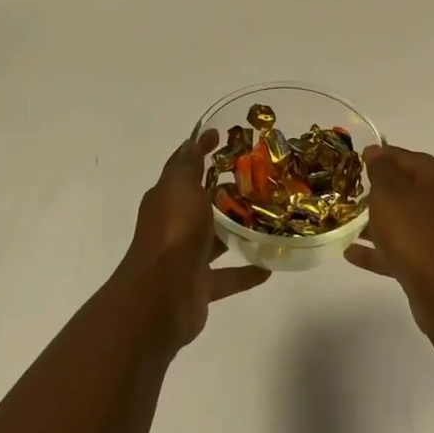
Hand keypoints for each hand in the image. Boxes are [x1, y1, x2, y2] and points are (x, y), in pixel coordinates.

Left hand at [116, 130, 270, 346]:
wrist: (162, 297)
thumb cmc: (174, 232)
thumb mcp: (180, 186)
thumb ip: (190, 162)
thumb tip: (198, 135)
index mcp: (167, 198)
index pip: (184, 166)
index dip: (201, 150)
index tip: (226, 137)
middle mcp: (175, 225)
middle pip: (202, 203)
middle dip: (226, 192)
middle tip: (262, 179)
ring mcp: (187, 256)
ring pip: (216, 238)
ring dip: (238, 230)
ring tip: (271, 218)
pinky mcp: (201, 285)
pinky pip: (228, 276)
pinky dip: (247, 271)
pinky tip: (270, 265)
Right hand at [346, 145, 433, 326]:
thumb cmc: (415, 232)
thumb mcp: (389, 192)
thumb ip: (381, 169)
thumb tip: (378, 152)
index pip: (409, 158)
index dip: (382, 156)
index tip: (359, 159)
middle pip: (414, 190)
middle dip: (383, 193)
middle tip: (355, 195)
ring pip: (413, 222)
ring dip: (383, 224)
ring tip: (351, 226)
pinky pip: (414, 250)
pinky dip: (388, 250)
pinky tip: (355, 254)